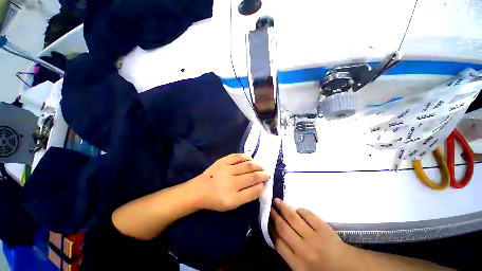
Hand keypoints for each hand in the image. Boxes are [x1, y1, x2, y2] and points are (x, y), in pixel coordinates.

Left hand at [194, 154, 269, 211]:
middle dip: (263, 174)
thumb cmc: (216, 200)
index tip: (266, 182)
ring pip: (247, 165)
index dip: (262, 186)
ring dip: (257, 165)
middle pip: (252, 177)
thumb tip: (260, 186)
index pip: (253, 191)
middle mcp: (231, 183)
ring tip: (261, 166)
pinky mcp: (222, 161)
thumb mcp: (231, 204)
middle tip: (268, 173)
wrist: (199, 190)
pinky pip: (238, 157)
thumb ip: (247, 196)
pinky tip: (251, 159)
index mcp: (232, 198)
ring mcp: (226, 170)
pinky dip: (246, 157)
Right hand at [270, 199, 353, 270]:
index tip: (266, 219)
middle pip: (283, 228)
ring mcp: (314, 238)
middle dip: (274, 216)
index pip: (278, 243)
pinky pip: (308, 215)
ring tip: (277, 201)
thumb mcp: (302, 270)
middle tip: (269, 206)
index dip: (270, 229)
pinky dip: (300, 210)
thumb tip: (276, 235)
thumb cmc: (322, 269)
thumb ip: (289, 255)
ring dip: (284, 208)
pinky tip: (297, 209)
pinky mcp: (324, 229)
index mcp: (297, 264)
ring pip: (293, 219)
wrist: (348, 268)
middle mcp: (303, 250)